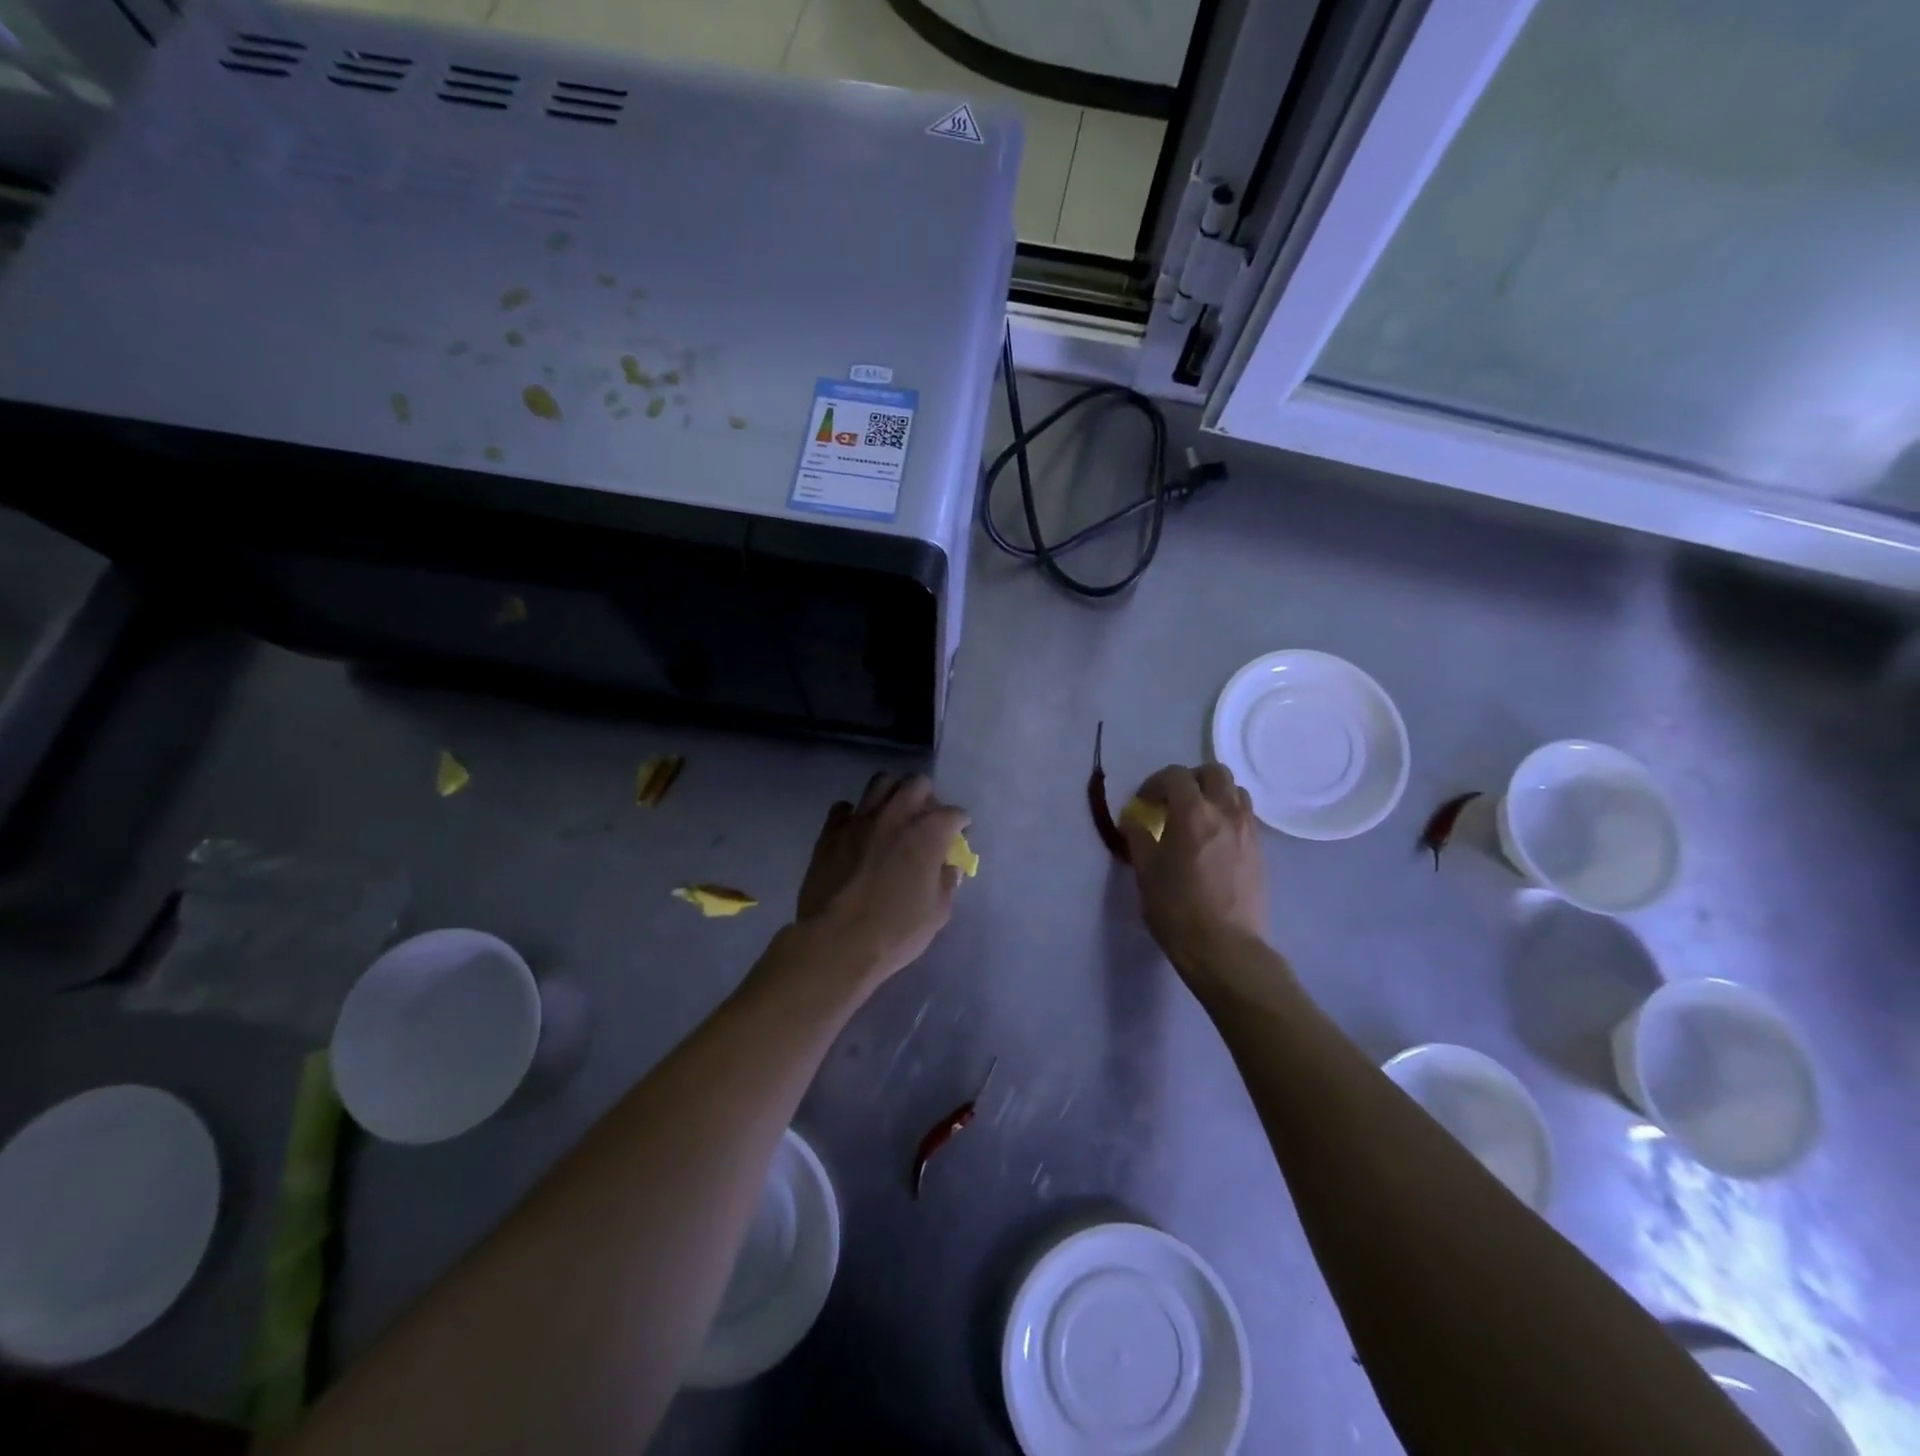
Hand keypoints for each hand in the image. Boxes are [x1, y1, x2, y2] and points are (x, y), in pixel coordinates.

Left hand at [793, 773, 969, 985]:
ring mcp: (860, 820)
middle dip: (928, 796)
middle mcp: (895, 816)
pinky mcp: (831, 832)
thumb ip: (946, 882)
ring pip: (881, 783)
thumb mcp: (937, 913)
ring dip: (894, 792)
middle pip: (917, 784)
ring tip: (895, 813)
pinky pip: (845, 808)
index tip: (959, 834)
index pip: (953, 814)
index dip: (960, 823)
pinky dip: (855, 814)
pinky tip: (859, 830)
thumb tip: (948, 867)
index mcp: (927, 834)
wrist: (835, 943)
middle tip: (927, 818)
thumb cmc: (894, 932)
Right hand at [1122, 764, 1270, 978]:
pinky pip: (1245, 816)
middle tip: (1174, 801)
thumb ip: (1138, 836)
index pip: (1175, 775)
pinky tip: (1213, 840)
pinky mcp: (1259, 850)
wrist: (1224, 947)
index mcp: (1193, 813)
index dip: (1155, 783)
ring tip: (1197, 817)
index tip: (1144, 803)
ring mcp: (1248, 830)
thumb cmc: (1177, 908)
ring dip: (1214, 794)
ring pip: (1236, 792)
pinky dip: (1228, 815)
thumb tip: (1133, 818)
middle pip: (1214, 772)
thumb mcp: (1146, 871)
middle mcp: (1225, 812)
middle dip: (1191, 779)